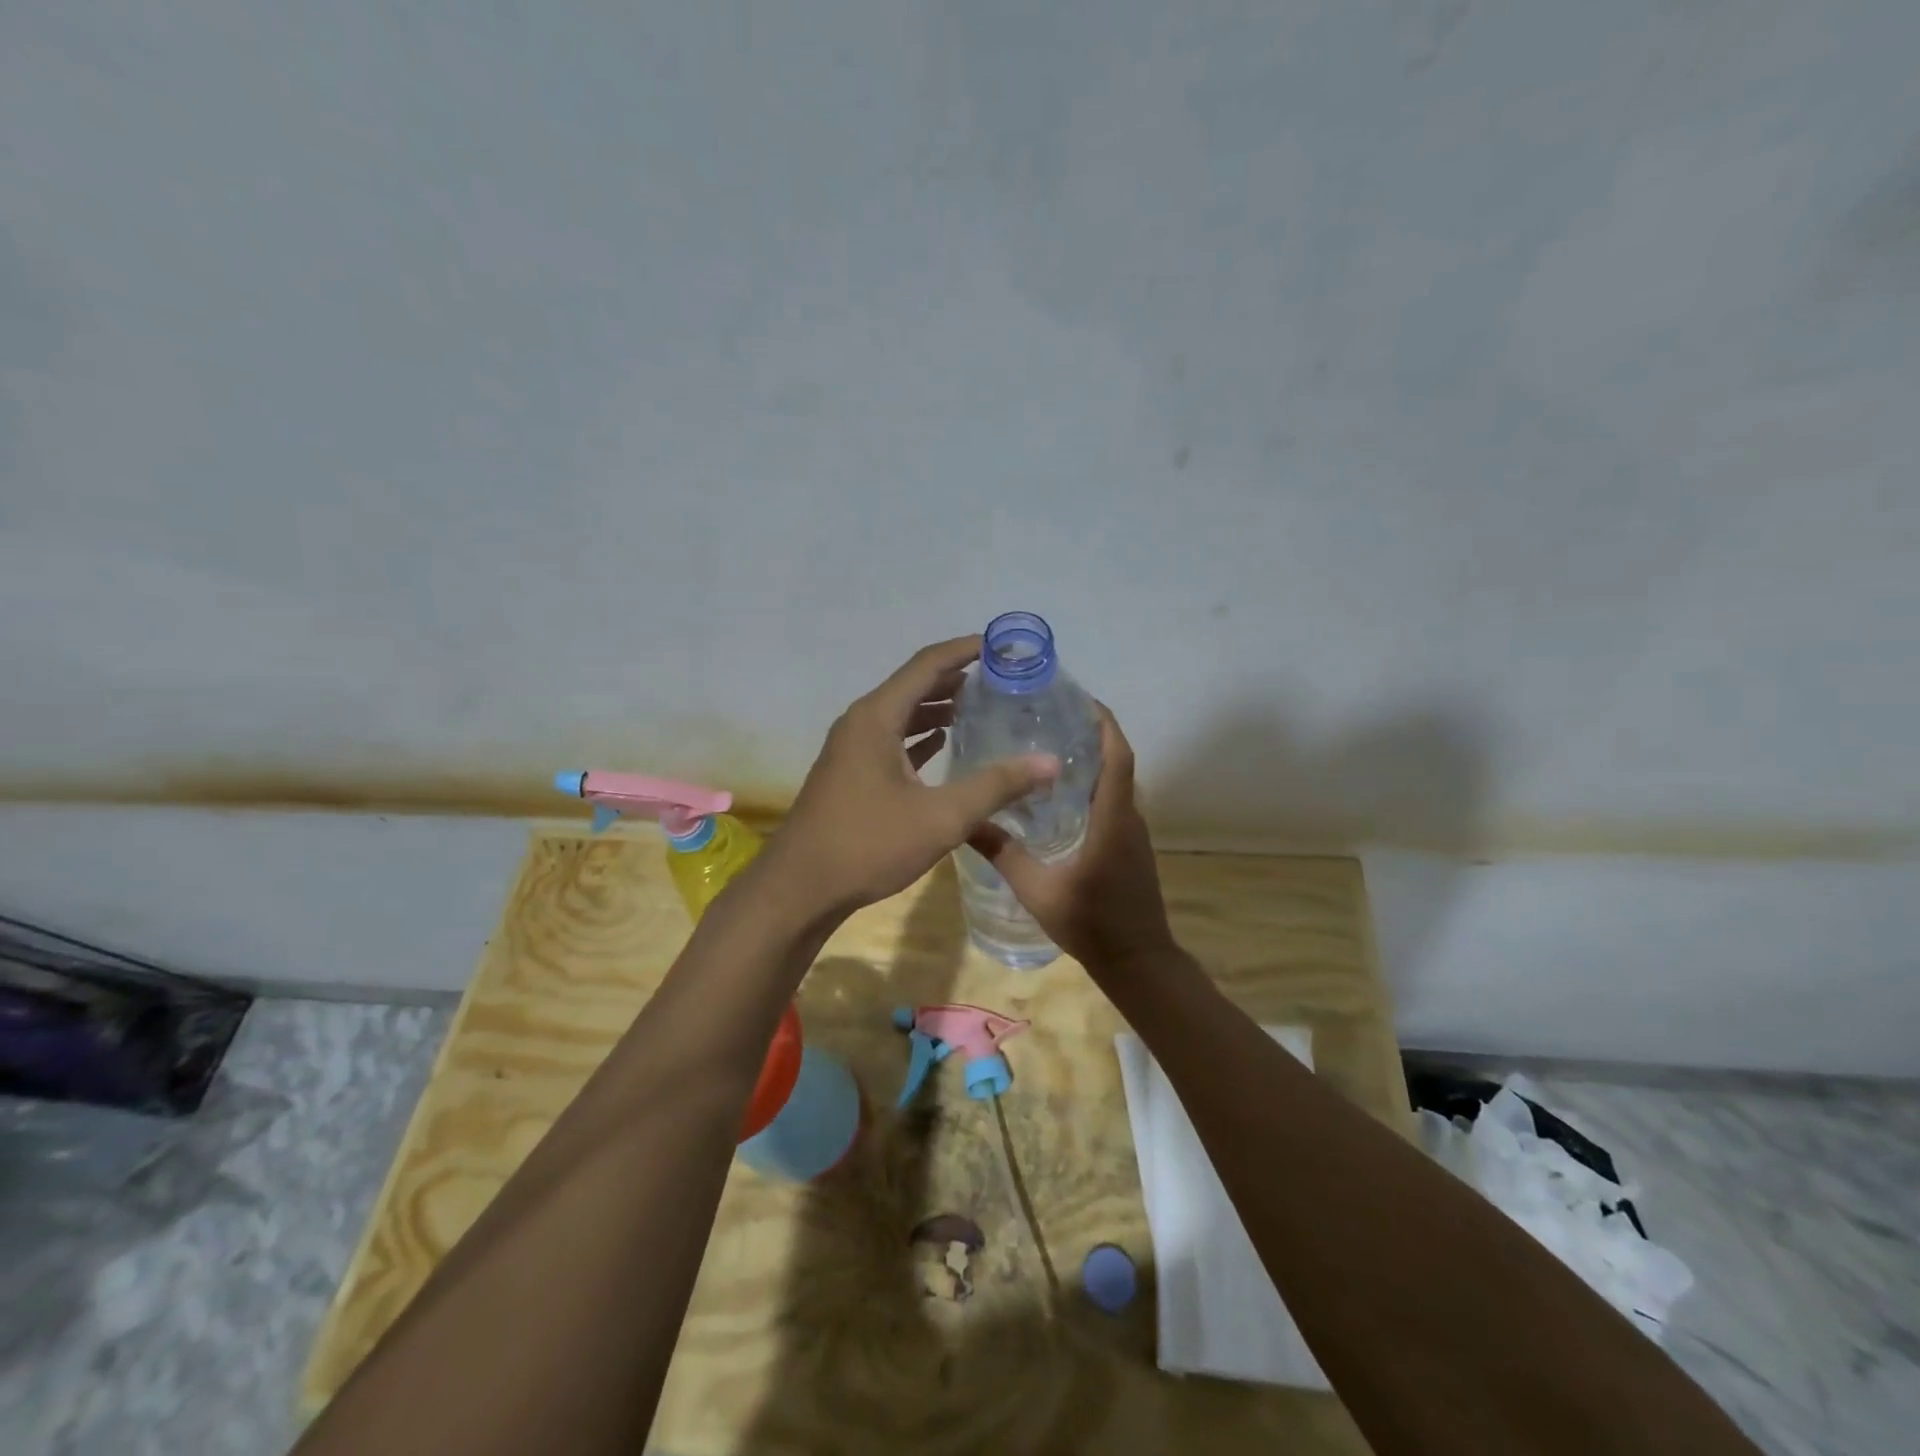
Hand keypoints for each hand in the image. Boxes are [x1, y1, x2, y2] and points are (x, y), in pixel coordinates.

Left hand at [761, 636, 1059, 920]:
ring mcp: (852, 748)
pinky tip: (944, 743)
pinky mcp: (850, 773)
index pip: (927, 664)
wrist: (800, 888)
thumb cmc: (868, 845)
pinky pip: (892, 739)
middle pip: (914, 685)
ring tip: (981, 706)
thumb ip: (996, 786)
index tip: (1002, 646)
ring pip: (902, 713)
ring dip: (939, 706)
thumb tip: (1049, 762)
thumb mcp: (941, 817)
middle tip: (1001, 679)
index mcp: (877, 717)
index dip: (965, 649)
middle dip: (957, 677)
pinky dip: (920, 735)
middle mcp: (861, 722)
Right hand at [967, 705, 1176, 976]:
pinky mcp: (1131, 846)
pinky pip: (1115, 801)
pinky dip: (1094, 784)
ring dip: (1093, 759)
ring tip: (1050, 746)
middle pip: (1117, 761)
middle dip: (1092, 733)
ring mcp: (1134, 832)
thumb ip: (1003, 853)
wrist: (1137, 962)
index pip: (1117, 756)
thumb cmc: (1091, 924)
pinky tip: (1061, 794)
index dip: (1104, 722)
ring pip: (1117, 782)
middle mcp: (1129, 817)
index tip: (1079, 698)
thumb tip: (965, 821)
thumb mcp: (1038, 890)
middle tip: (1050, 718)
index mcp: (1113, 819)